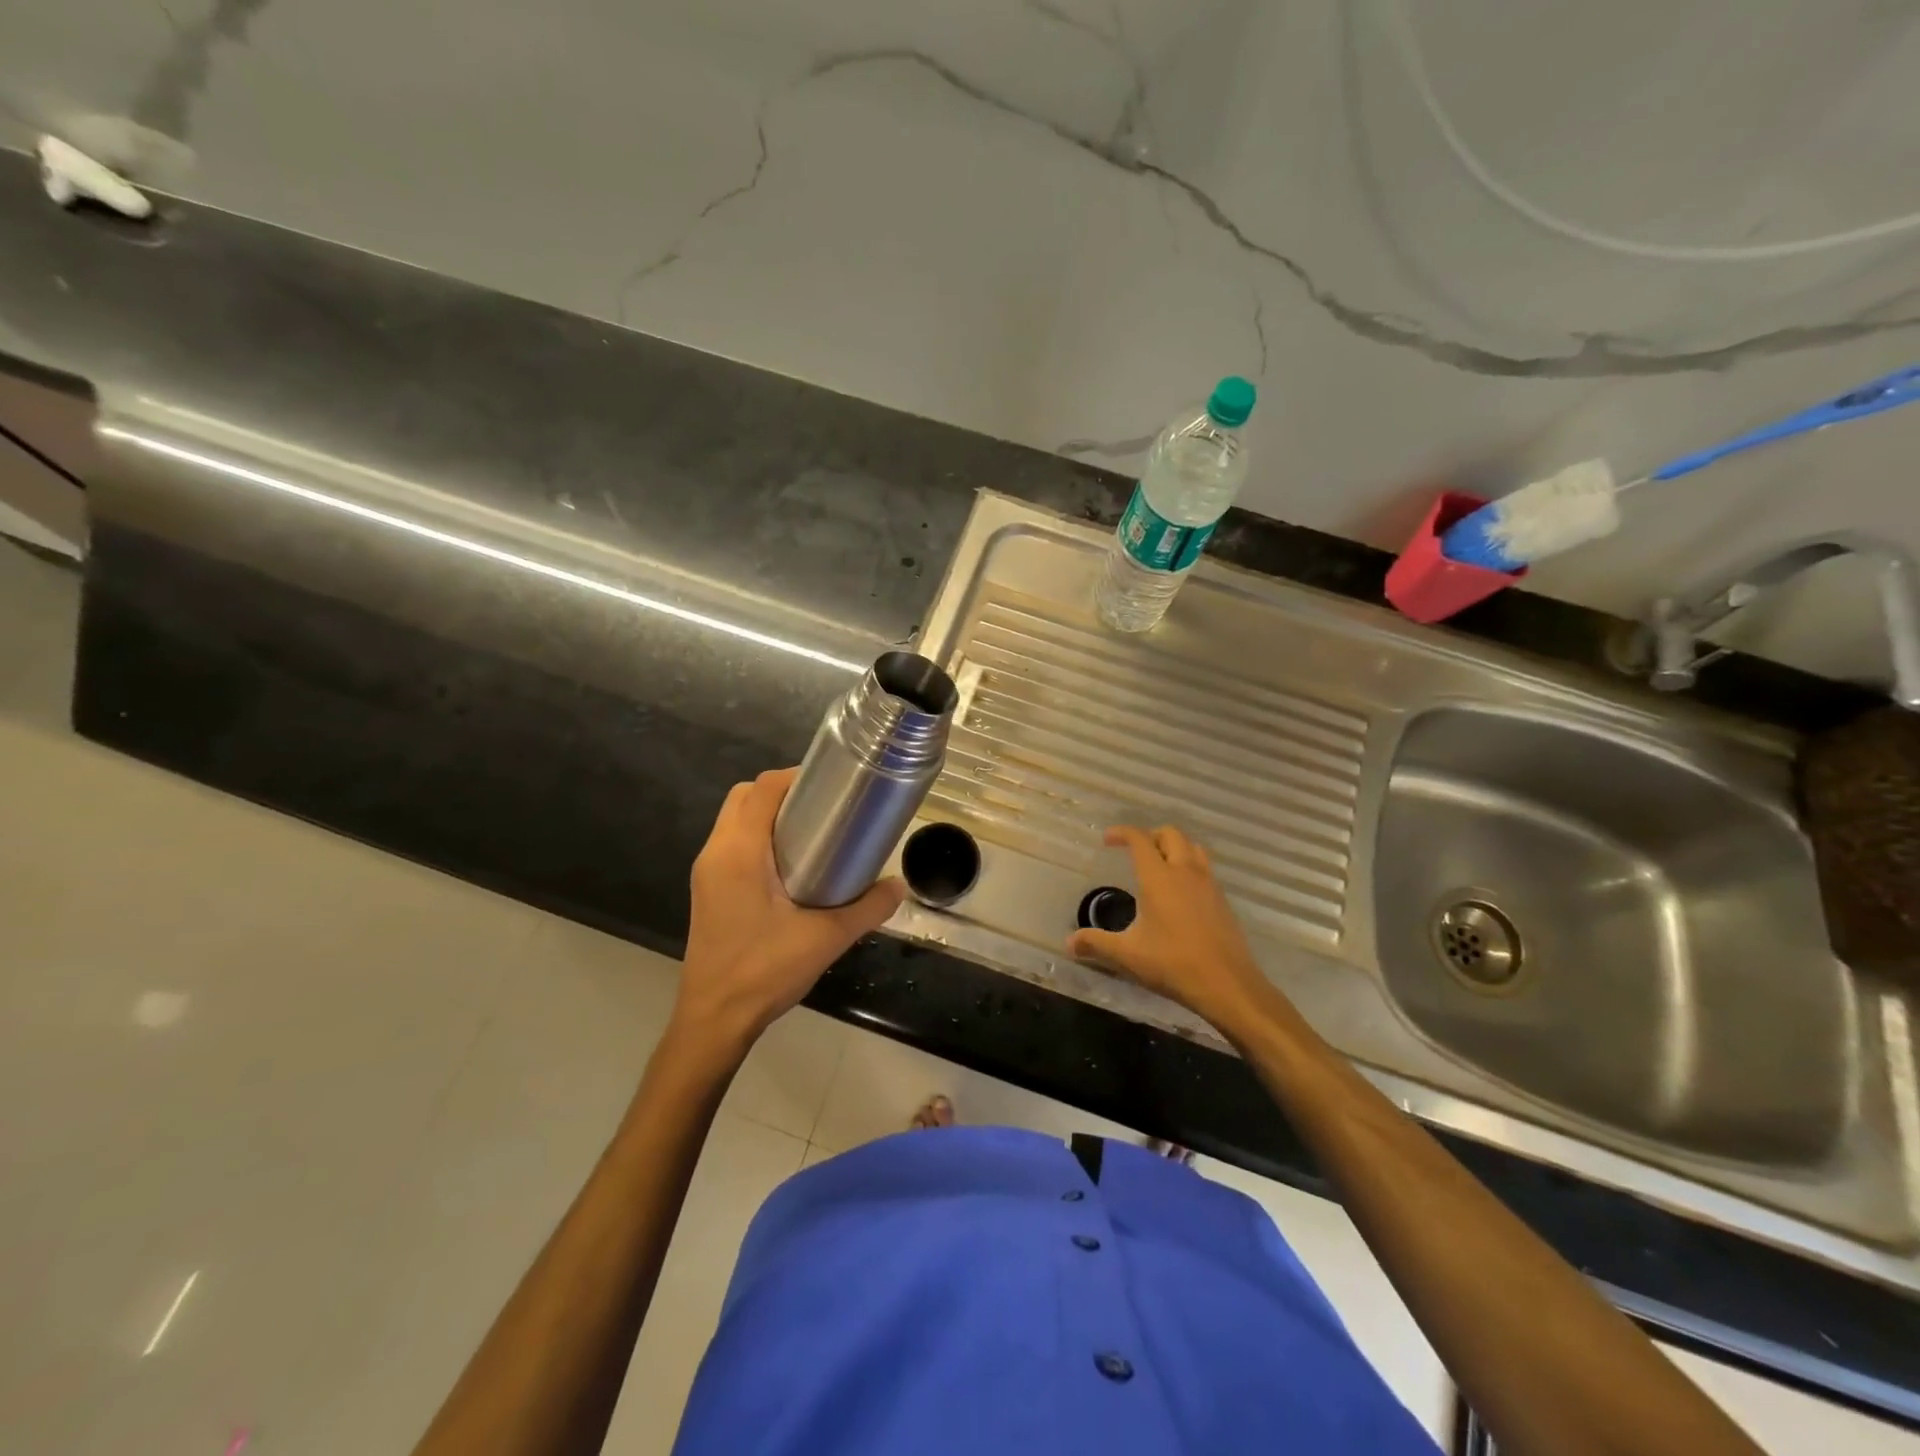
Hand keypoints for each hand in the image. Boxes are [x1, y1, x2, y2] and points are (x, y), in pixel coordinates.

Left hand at [676, 767, 904, 1048]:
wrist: (714, 1020)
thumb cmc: (764, 972)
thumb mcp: (825, 939)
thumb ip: (867, 909)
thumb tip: (899, 886)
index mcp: (738, 852)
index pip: (761, 789)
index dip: (795, 777)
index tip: (831, 784)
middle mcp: (716, 853)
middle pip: (744, 797)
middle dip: (782, 792)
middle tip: (825, 807)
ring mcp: (707, 872)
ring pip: (735, 820)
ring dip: (768, 815)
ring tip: (814, 831)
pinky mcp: (708, 890)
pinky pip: (732, 844)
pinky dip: (758, 837)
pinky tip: (792, 865)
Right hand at [1067, 825, 1272, 1031]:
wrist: (1227, 984)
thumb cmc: (1173, 964)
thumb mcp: (1127, 955)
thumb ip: (1096, 944)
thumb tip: (1068, 942)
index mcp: (1159, 877)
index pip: (1140, 840)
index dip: (1122, 833)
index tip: (1108, 839)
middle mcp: (1185, 872)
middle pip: (1170, 834)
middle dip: (1150, 835)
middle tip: (1134, 850)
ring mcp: (1208, 884)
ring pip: (1193, 847)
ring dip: (1174, 846)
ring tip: (1159, 863)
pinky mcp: (1222, 900)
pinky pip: (1204, 868)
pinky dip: (1189, 865)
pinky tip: (1181, 891)